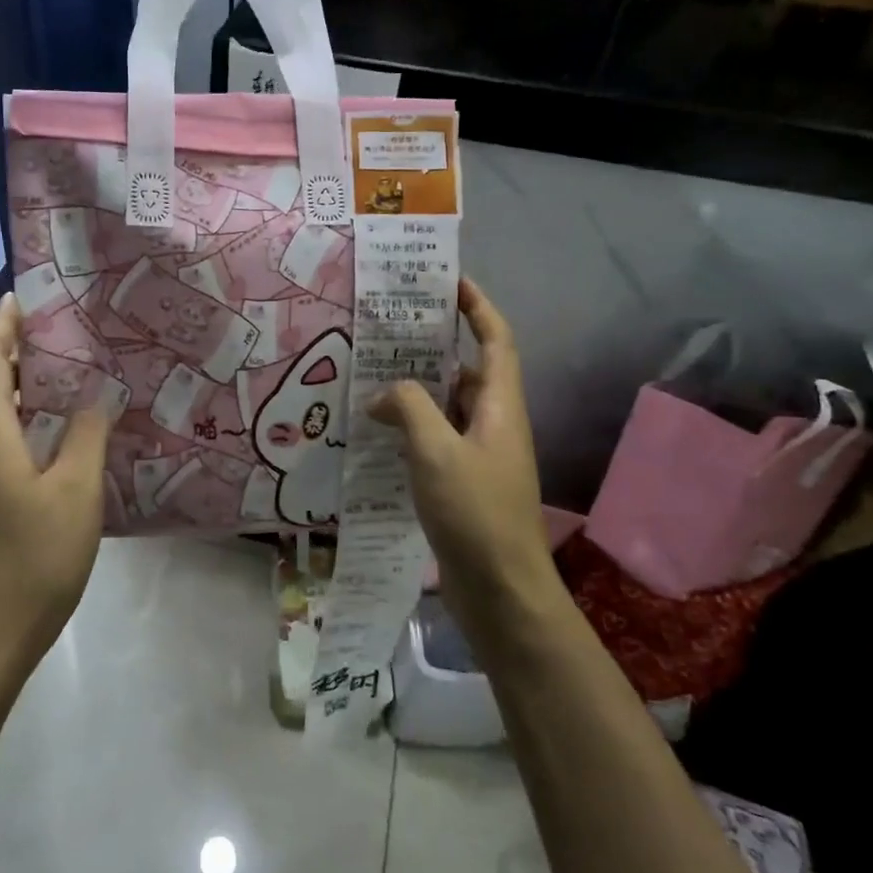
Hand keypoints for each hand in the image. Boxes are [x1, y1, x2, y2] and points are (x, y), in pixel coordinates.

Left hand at [0, 293, 113, 681]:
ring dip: (4, 392)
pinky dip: (5, 426)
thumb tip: (97, 393)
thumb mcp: (76, 493)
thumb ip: (86, 436)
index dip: (3, 324)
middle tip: (52, 342)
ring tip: (50, 387)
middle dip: (5, 355)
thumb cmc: (30, 561)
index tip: (24, 298)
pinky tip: (41, 446)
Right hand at [370, 279, 568, 656]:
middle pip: (466, 371)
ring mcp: (481, 455)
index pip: (496, 340)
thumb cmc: (476, 513)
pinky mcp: (465, 483)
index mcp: (500, 406)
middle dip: (432, 349)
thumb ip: (409, 408)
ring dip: (416, 392)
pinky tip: (378, 433)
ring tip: (371, 378)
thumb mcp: (436, 451)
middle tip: (387, 333)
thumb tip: (385, 393)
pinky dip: (411, 429)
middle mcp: (495, 423)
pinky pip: (437, 440)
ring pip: (447, 408)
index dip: (477, 306)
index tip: (449, 281)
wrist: (502, 591)